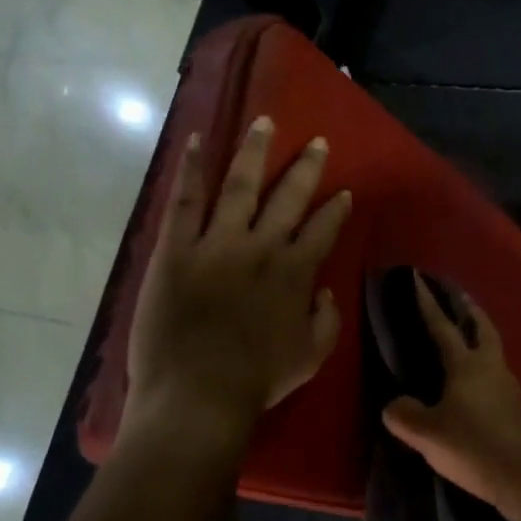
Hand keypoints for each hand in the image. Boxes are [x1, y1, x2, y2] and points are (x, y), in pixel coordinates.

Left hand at [125, 115, 351, 440]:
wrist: (198, 397)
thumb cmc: (256, 382)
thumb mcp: (310, 357)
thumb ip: (326, 320)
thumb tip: (324, 290)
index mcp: (296, 273)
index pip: (323, 229)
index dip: (336, 209)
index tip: (344, 192)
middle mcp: (262, 247)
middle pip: (289, 197)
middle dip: (306, 168)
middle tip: (317, 142)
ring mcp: (217, 244)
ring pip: (240, 185)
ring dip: (255, 152)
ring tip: (264, 123)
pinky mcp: (177, 249)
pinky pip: (186, 200)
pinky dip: (192, 168)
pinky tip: (198, 140)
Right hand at [379, 278, 520, 520]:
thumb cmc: (473, 446)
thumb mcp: (428, 434)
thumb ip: (405, 415)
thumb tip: (395, 405)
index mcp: (466, 365)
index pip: (442, 326)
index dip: (428, 303)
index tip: (419, 279)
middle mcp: (490, 367)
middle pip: (482, 328)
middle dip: (469, 311)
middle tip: (458, 298)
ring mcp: (508, 387)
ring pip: (492, 352)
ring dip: (479, 339)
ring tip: (463, 340)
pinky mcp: (516, 408)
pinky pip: (495, 377)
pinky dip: (483, 370)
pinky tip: (472, 385)